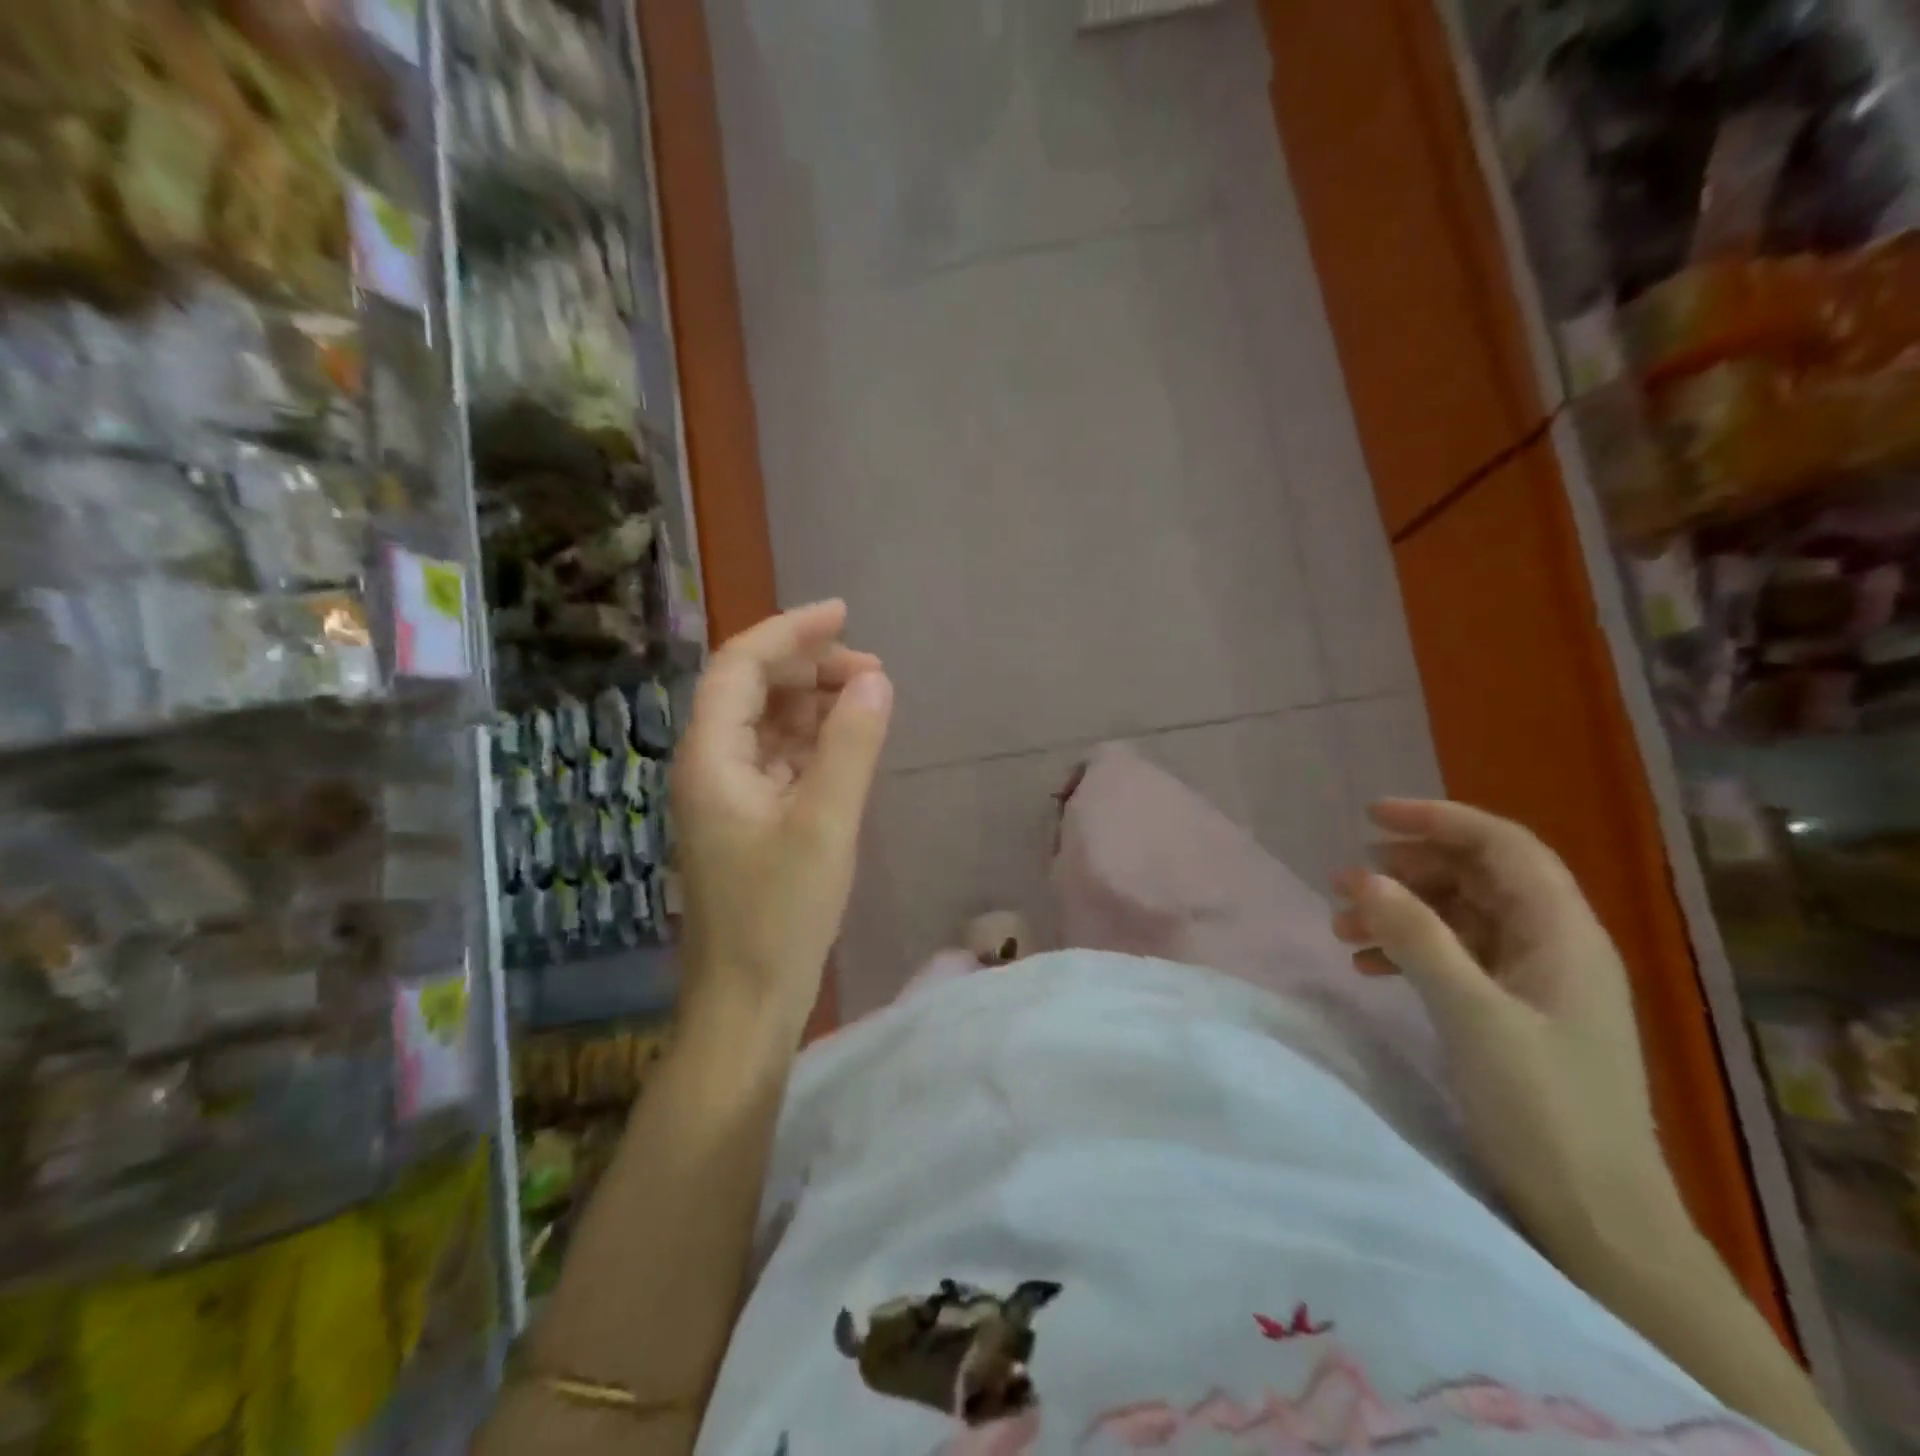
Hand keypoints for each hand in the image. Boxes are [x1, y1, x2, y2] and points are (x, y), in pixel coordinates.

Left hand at [672, 601, 892, 1037]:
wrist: (747, 1003)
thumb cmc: (781, 915)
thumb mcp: (826, 824)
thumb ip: (851, 745)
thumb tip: (874, 679)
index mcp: (711, 757)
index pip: (741, 666)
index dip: (790, 632)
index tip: (844, 614)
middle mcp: (709, 766)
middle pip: (752, 690)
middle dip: (809, 668)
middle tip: (871, 671)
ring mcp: (726, 796)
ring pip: (766, 725)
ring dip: (813, 704)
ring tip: (867, 702)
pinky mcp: (747, 822)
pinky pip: (777, 760)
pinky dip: (812, 742)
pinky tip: (846, 746)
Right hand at [1332, 799, 1686, 1267]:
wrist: (1598, 1220)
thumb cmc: (1545, 1111)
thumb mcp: (1473, 1016)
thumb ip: (1418, 938)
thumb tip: (1361, 877)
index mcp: (1563, 934)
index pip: (1502, 846)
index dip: (1438, 820)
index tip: (1370, 818)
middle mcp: (1554, 945)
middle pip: (1476, 877)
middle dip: (1406, 871)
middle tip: (1343, 883)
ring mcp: (1535, 981)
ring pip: (1460, 916)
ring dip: (1401, 912)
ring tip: (1343, 928)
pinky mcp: (1515, 1012)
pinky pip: (1456, 956)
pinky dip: (1410, 950)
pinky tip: (1370, 967)